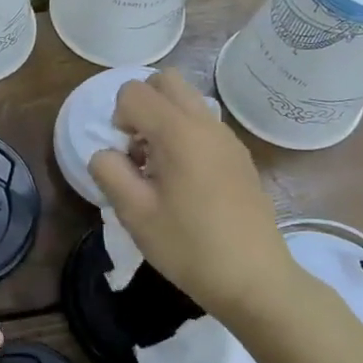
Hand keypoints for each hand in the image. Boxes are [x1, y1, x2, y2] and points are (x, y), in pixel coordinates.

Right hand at [88, 70, 293, 319]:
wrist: (256, 281)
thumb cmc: (190, 247)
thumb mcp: (134, 214)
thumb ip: (109, 171)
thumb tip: (106, 153)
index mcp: (178, 132)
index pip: (133, 92)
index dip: (118, 118)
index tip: (126, 157)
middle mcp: (206, 123)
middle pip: (165, 81)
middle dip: (142, 105)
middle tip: (139, 149)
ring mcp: (228, 138)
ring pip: (187, 100)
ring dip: (164, 120)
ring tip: (161, 168)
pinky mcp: (240, 156)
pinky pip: (204, 124)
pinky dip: (185, 135)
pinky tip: (186, 182)